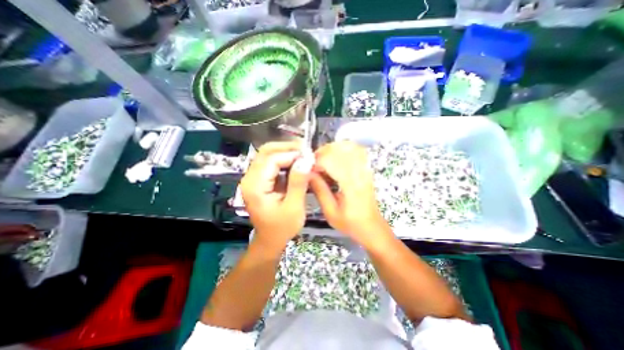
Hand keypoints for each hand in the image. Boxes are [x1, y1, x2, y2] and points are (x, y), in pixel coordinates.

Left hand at [240, 141, 314, 252]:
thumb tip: (306, 160)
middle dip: (287, 147)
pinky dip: (284, 159)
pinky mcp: (259, 179)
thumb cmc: (282, 227)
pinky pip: (271, 162)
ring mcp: (253, 178)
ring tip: (304, 154)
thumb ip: (298, 182)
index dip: (291, 154)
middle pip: (266, 152)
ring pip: (268, 154)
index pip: (272, 159)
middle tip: (307, 149)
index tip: (309, 155)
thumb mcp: (294, 207)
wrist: (270, 239)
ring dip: (286, 152)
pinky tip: (297, 162)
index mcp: (255, 186)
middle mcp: (250, 178)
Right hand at [310, 140, 390, 246]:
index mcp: (350, 184)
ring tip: (323, 160)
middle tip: (313, 162)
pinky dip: (344, 150)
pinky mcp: (367, 169)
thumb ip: (319, 190)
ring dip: (332, 149)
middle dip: (323, 152)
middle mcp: (359, 172)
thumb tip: (308, 173)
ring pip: (348, 147)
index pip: (331, 160)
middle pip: (340, 149)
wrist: (372, 227)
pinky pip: (356, 151)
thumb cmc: (350, 223)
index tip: (308, 167)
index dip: (317, 160)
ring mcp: (365, 169)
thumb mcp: (330, 212)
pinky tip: (336, 158)